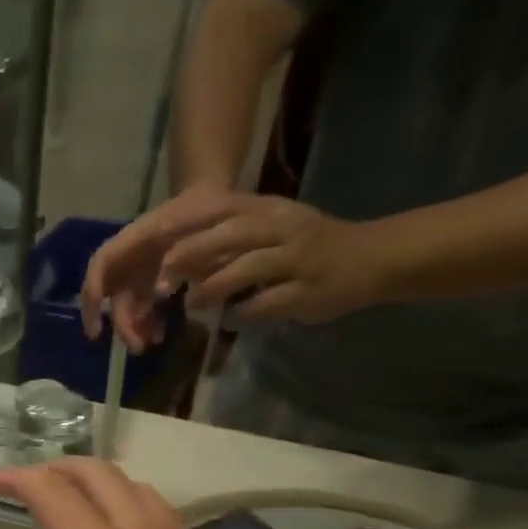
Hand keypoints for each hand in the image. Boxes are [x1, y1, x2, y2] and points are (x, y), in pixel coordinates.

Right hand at [80, 180, 232, 350]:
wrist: (211, 203)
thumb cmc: (200, 210)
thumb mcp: (194, 223)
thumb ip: (179, 253)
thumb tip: (160, 290)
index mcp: (131, 239)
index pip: (100, 266)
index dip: (93, 295)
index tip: (96, 327)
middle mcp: (128, 260)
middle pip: (113, 296)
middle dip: (122, 324)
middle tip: (137, 347)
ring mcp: (139, 274)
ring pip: (127, 307)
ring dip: (134, 328)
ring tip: (151, 342)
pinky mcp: (151, 284)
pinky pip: (143, 309)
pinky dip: (147, 324)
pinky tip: (159, 334)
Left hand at [156, 194, 389, 324]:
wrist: (372, 258)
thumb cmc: (308, 247)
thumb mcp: (270, 229)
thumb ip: (229, 238)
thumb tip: (177, 255)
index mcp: (270, 210)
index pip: (222, 208)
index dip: (187, 222)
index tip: (155, 237)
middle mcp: (284, 228)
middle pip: (230, 235)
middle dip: (191, 255)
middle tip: (161, 279)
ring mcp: (298, 258)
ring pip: (248, 267)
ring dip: (214, 287)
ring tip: (191, 302)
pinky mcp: (308, 290)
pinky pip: (269, 302)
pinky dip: (245, 312)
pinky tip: (230, 320)